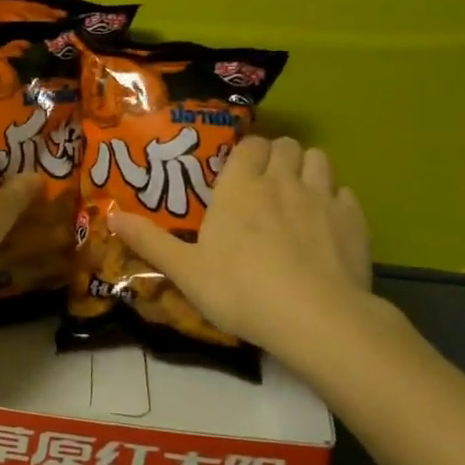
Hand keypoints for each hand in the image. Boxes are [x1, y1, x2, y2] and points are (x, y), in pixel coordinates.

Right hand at [110, 136, 374, 376]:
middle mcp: (281, 181)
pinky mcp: (354, 221)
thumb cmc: (241, 290)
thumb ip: (149, 241)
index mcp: (240, 187)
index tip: (239, 171)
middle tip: (266, 182)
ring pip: (319, 159)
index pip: (249, 144)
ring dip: (307, 168)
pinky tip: (326, 224)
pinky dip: (335, 200)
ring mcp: (322, 198)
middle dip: (277, 155)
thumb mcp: (185, 270)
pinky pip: (345, 193)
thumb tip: (110, 216)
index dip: (246, 152)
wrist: (316, 319)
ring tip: (297, 194)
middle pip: (286, 145)